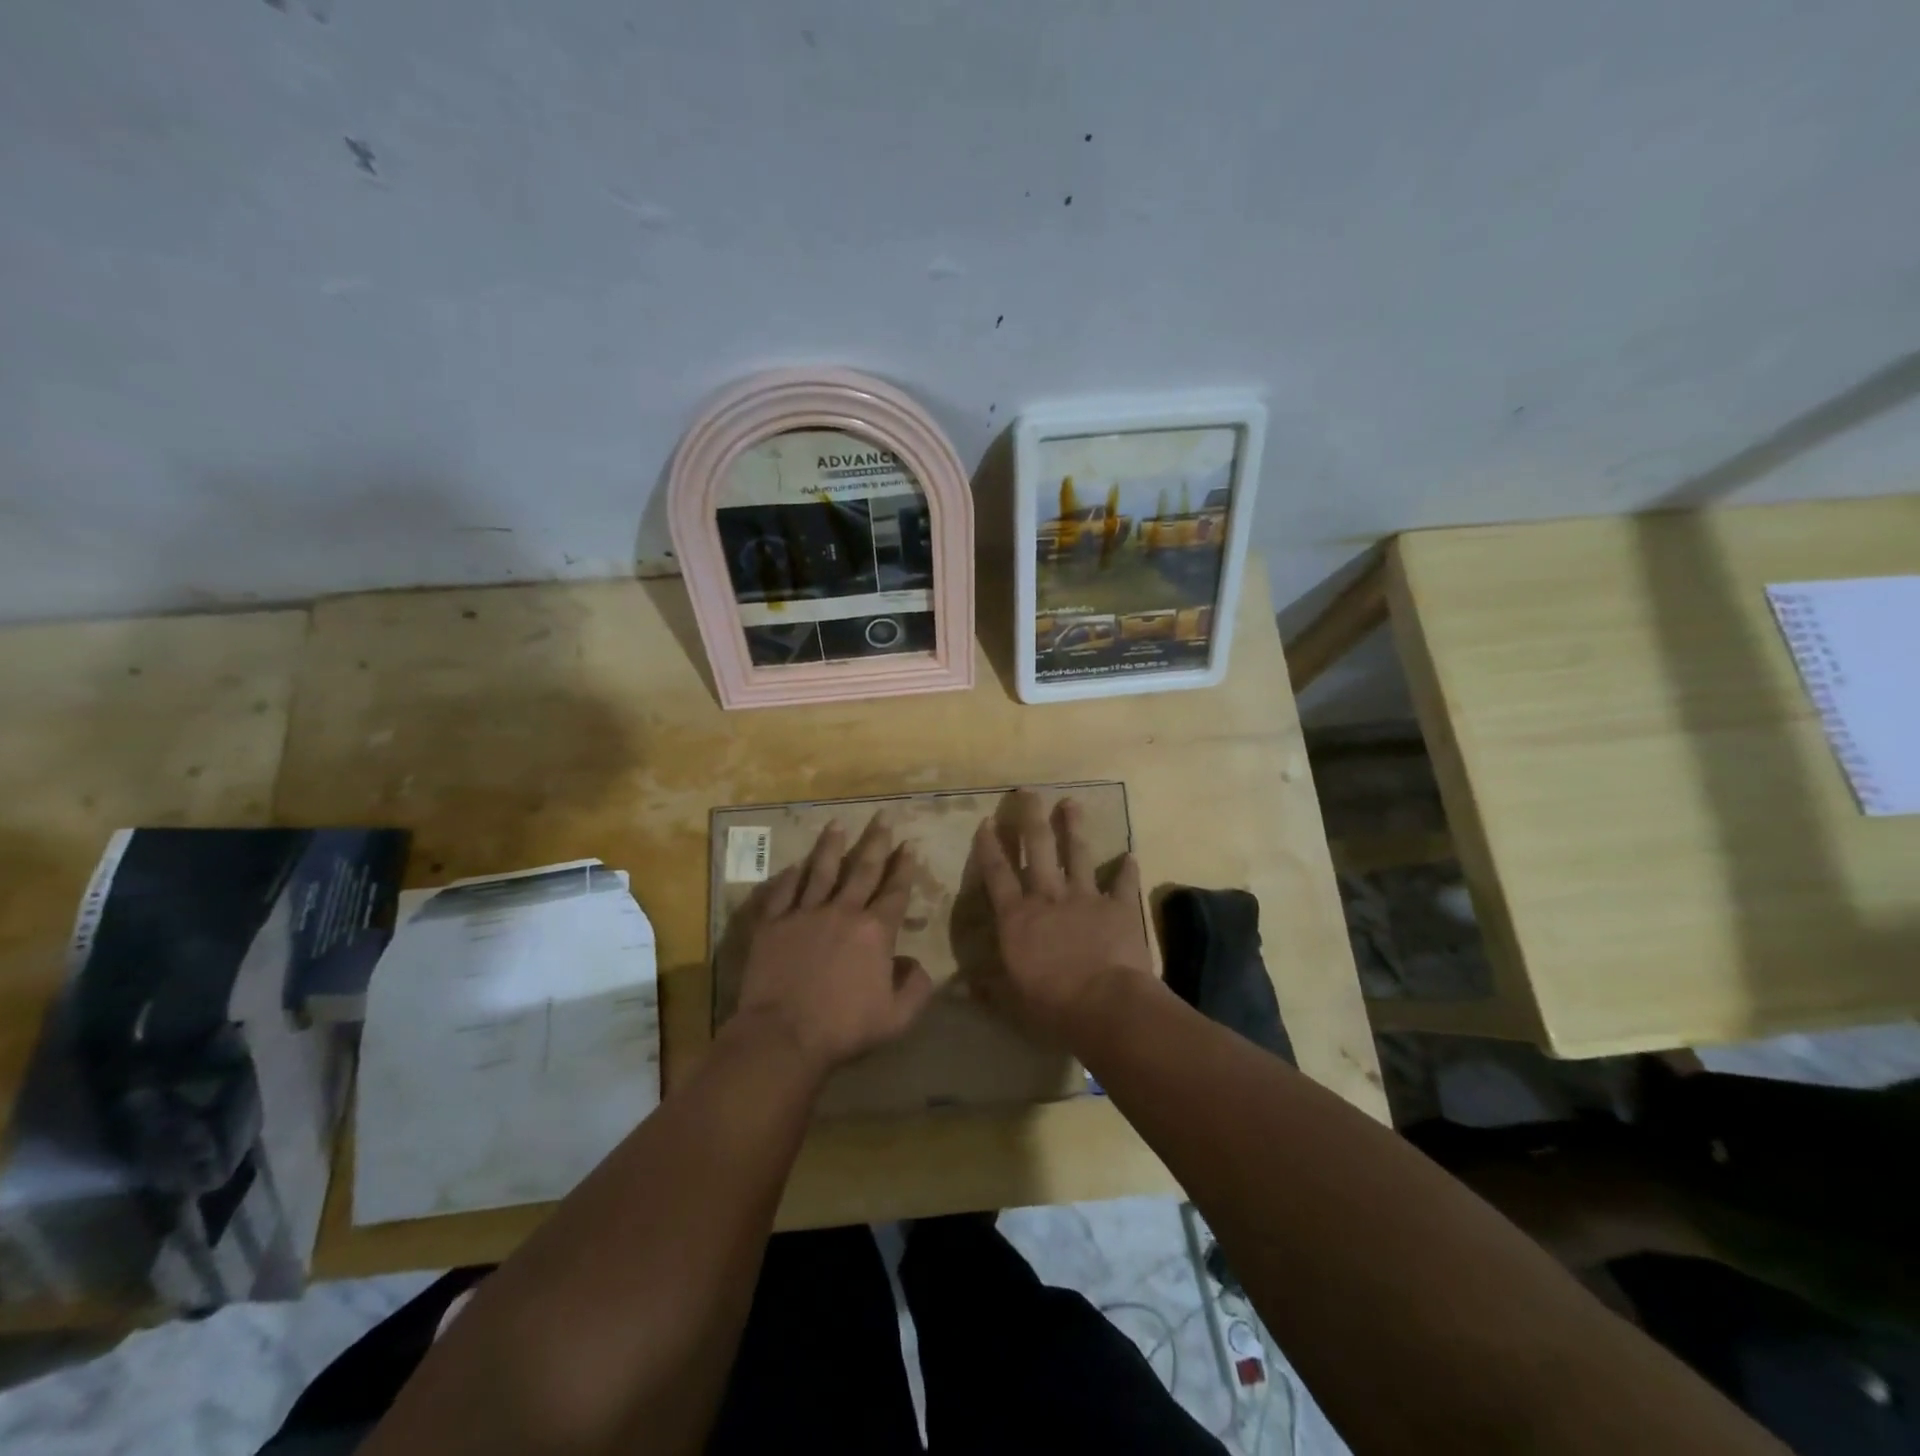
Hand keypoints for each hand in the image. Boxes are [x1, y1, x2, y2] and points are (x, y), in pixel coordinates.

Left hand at [732, 815, 935, 1073]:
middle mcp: (843, 912)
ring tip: (837, 824)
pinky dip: (790, 877)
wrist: (783, 1035)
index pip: (895, 891)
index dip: (903, 867)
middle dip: (875, 842)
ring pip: (821, 871)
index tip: (908, 844)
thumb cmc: (843, 1028)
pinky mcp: (773, 924)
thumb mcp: (896, 1018)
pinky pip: (783, 892)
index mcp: (875, 931)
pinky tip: (794, 865)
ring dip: (831, 846)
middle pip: (862, 870)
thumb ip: (915, 988)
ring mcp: (804, 914)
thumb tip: (917, 963)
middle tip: (882, 817)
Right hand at [969, 790, 1152, 1043]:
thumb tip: (962, 987)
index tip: (986, 822)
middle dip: (1030, 817)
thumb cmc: (1051, 1005)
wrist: (1106, 1005)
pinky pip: (1123, 883)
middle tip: (1027, 792)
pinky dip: (1126, 869)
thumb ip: (988, 988)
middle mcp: (1048, 897)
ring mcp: (1085, 898)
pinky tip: (1130, 855)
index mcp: (1017, 917)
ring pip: (1077, 853)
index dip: (989, 847)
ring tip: (1070, 803)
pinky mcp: (1118, 907)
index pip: (997, 874)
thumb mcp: (1011, 1001)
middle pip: (1037, 848)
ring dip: (1073, 827)